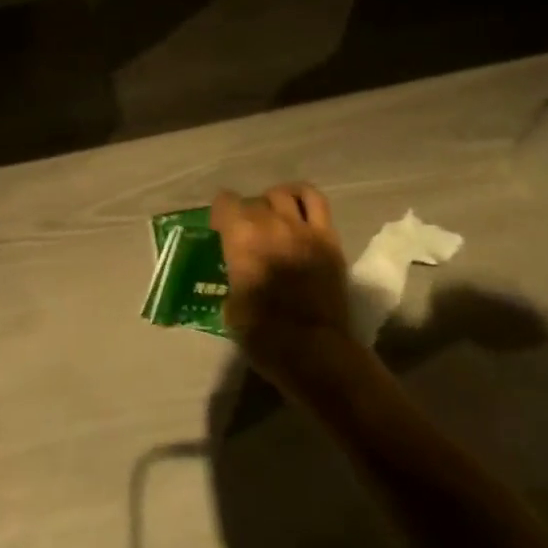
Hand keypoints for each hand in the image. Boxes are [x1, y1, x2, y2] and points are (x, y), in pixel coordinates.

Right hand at [212, 183, 352, 391]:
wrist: (315, 352)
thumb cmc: (264, 335)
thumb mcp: (232, 307)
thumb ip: (235, 278)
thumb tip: (241, 274)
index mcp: (241, 238)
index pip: (225, 203)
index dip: (220, 215)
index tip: (220, 230)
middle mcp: (270, 223)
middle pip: (253, 201)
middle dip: (245, 213)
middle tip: (246, 233)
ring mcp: (302, 228)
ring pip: (282, 195)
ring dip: (272, 203)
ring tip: (272, 218)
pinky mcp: (328, 238)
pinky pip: (316, 201)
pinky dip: (302, 196)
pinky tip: (296, 207)